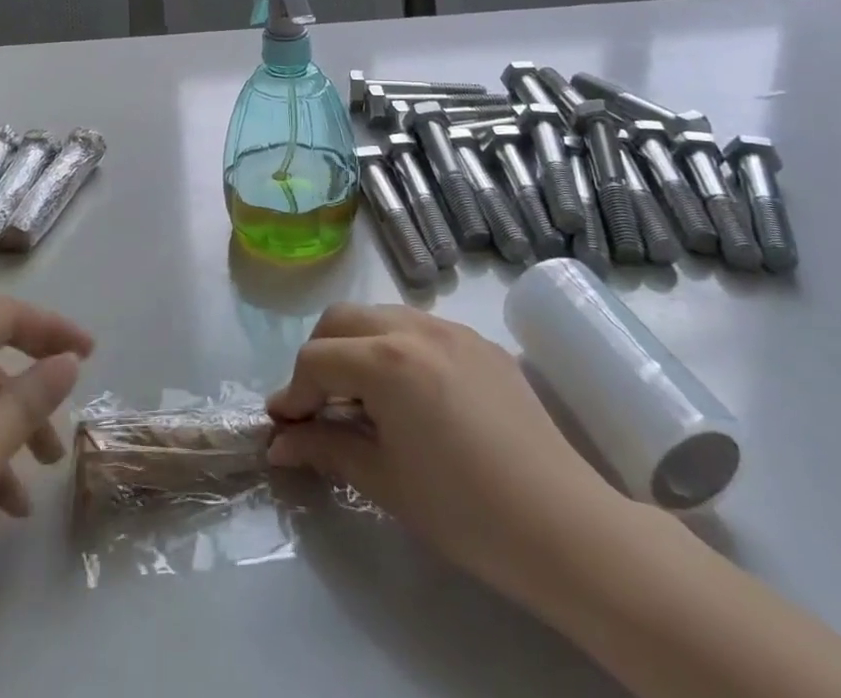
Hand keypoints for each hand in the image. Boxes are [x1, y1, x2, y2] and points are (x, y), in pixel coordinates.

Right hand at [266, 303, 623, 606]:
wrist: (562, 526)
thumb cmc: (463, 511)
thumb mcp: (383, 480)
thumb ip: (325, 448)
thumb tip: (278, 443)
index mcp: (385, 360)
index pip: (316, 359)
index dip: (293, 393)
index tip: (285, 428)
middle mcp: (413, 327)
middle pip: (341, 320)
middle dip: (319, 356)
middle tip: (318, 406)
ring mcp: (450, 328)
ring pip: (380, 316)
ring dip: (356, 346)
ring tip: (362, 398)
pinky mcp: (478, 340)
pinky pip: (419, 328)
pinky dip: (395, 348)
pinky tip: (409, 394)